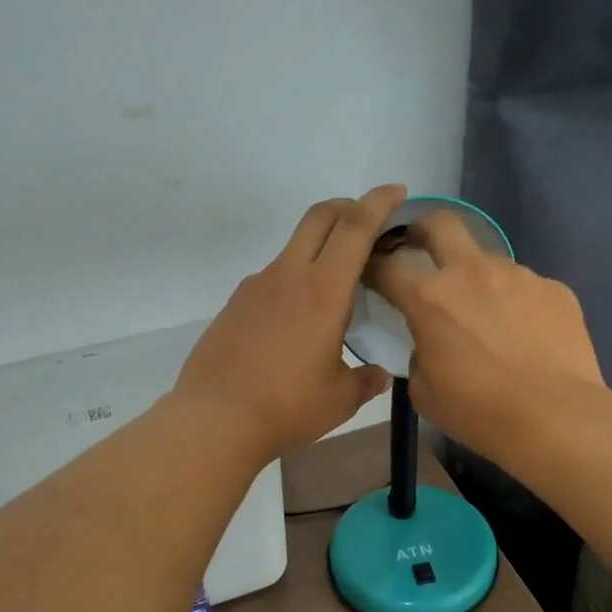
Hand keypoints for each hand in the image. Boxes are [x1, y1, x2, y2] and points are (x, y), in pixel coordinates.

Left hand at [172, 185, 405, 462]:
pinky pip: (273, 277)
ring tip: (337, 284)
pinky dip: (295, 279)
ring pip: (294, 247)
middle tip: (370, 221)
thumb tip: (378, 375)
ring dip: (321, 246)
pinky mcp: (235, 304)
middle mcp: (288, 276)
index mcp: (323, 291)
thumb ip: (365, 380)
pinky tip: (299, 318)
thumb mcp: (339, 399)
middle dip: (349, 207)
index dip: (379, 202)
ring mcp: (256, 287)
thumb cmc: (286, 407)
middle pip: (320, 217)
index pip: (355, 227)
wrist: (214, 420)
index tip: (397, 191)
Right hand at [365, 211, 605, 461]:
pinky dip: (517, 304)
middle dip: (423, 229)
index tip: (372, 273)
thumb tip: (432, 343)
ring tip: (489, 318)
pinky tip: (527, 336)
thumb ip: (420, 353)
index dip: (374, 266)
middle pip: (440, 224)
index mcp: (430, 297)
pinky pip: (526, 288)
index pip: (388, 265)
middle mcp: (472, 272)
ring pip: (489, 261)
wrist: (555, 416)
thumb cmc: (478, 411)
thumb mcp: (424, 391)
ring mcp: (518, 275)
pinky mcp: (555, 288)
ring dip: (478, 279)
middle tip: (421, 247)